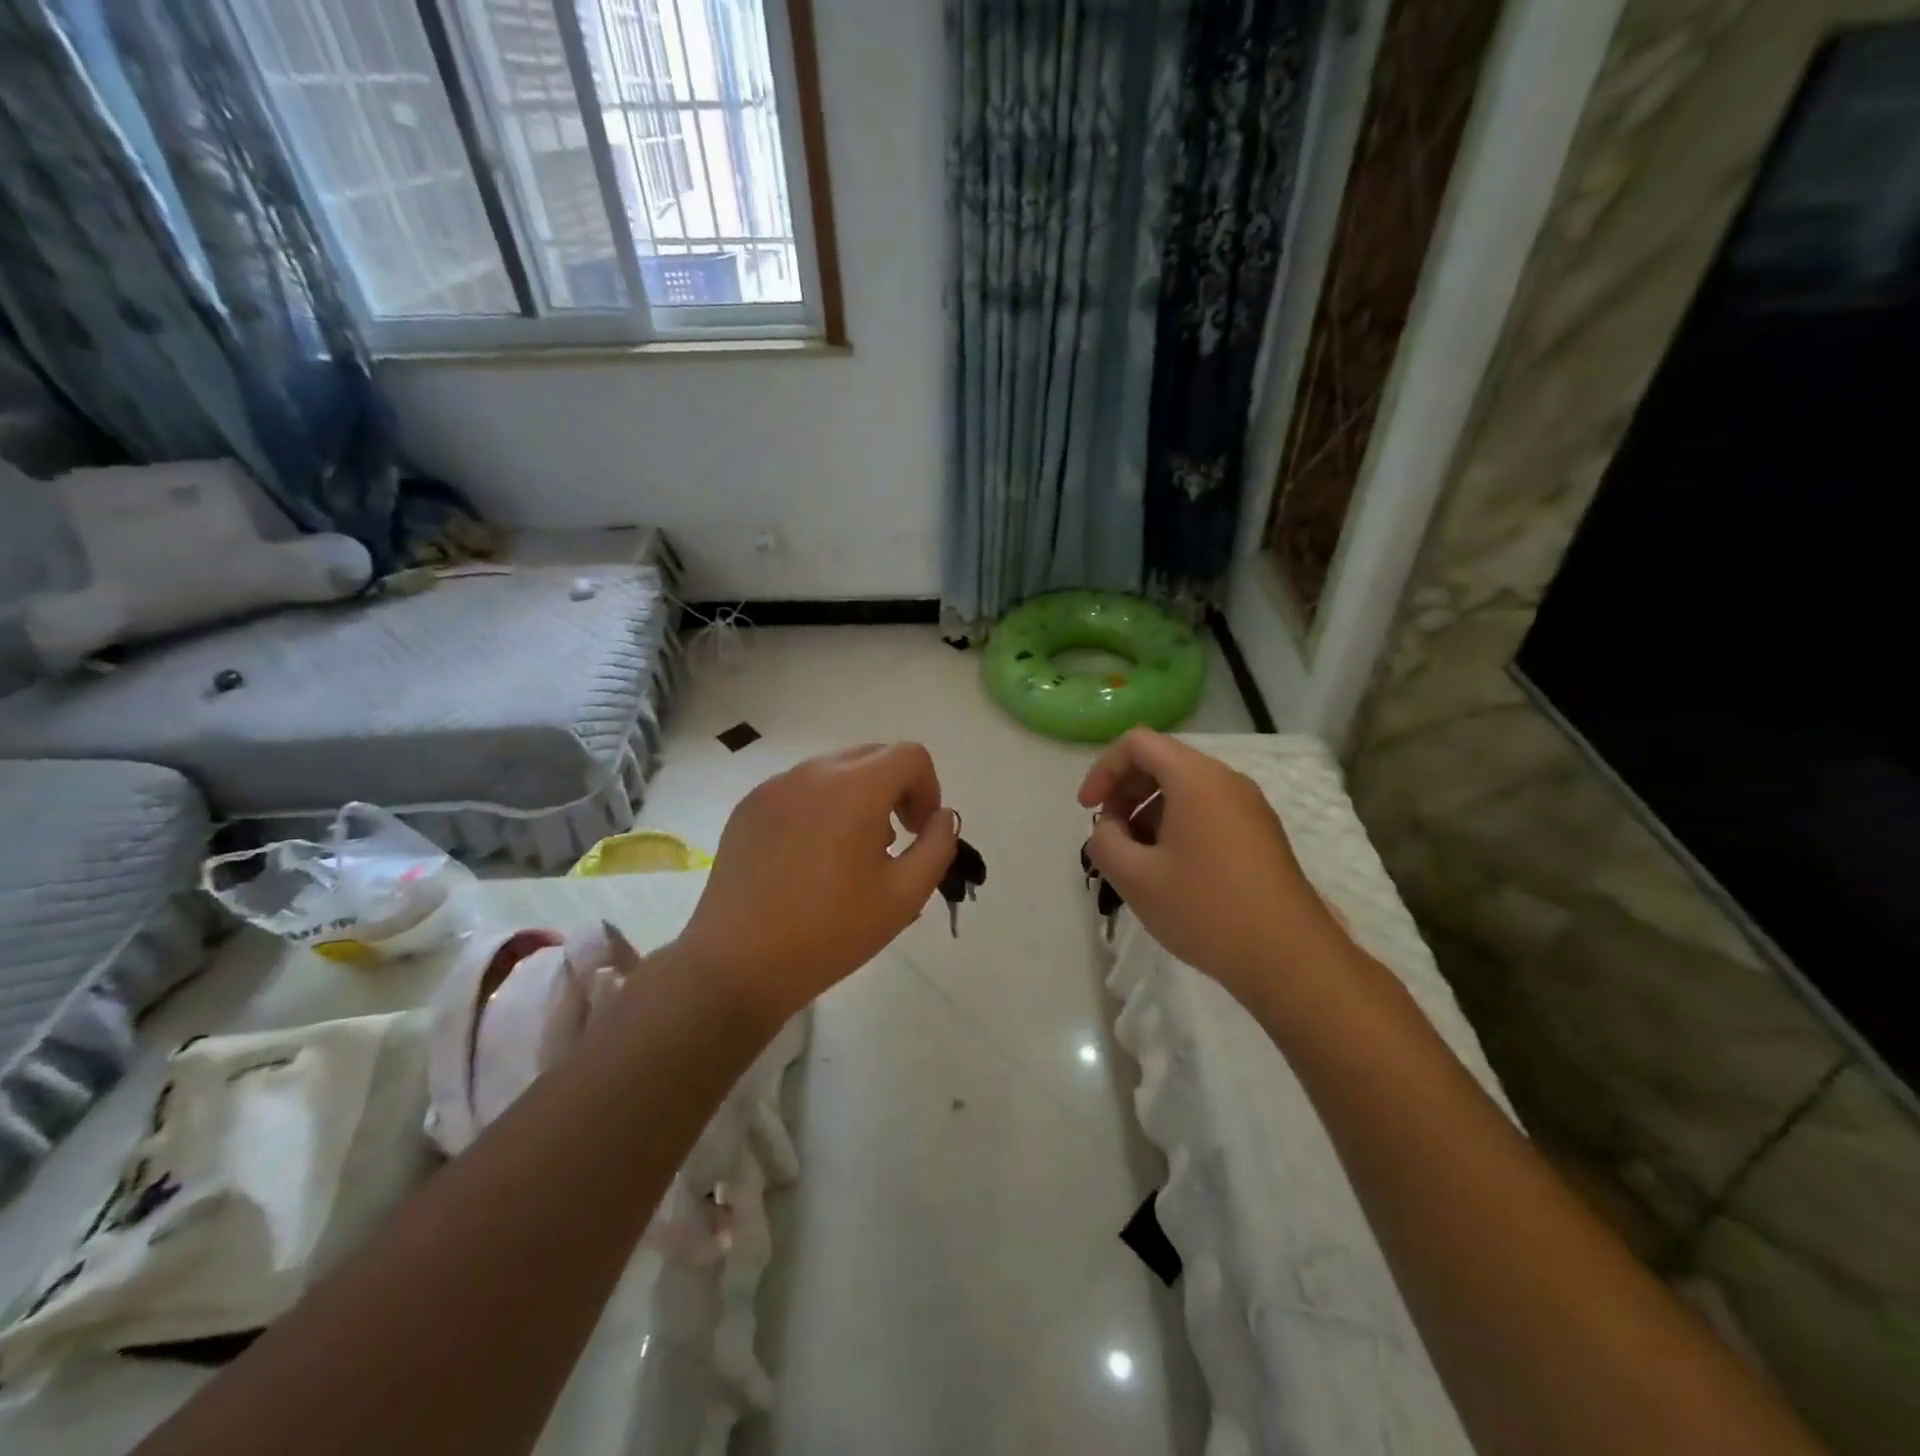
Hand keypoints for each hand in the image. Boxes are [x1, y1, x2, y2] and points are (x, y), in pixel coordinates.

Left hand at [671, 743, 958, 1021]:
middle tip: (894, 841)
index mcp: (854, 788)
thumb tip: (943, 816)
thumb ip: (938, 846)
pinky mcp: (748, 807)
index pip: (910, 756)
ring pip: (834, 770)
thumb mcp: (905, 896)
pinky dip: (820, 807)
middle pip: (873, 755)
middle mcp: (812, 772)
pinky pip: (799, 789)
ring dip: (858, 797)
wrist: (738, 964)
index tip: (919, 832)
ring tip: (850, 853)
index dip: (928, 789)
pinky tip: (810, 859)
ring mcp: (774, 787)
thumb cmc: (830, 932)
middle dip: (896, 789)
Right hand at [1078, 729, 1345, 1004]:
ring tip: (1136, 859)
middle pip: (1162, 762)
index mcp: (1195, 779)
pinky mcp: (1261, 834)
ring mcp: (1249, 807)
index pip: (1137, 744)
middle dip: (1125, 792)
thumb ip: (1104, 842)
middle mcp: (1226, 780)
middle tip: (1110, 836)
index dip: (1103, 770)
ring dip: (1149, 812)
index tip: (1087, 810)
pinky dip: (1177, 825)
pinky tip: (1170, 871)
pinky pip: (1208, 811)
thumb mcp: (1136, 878)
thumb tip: (1107, 829)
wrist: (1290, 959)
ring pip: (1185, 788)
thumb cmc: (1206, 910)